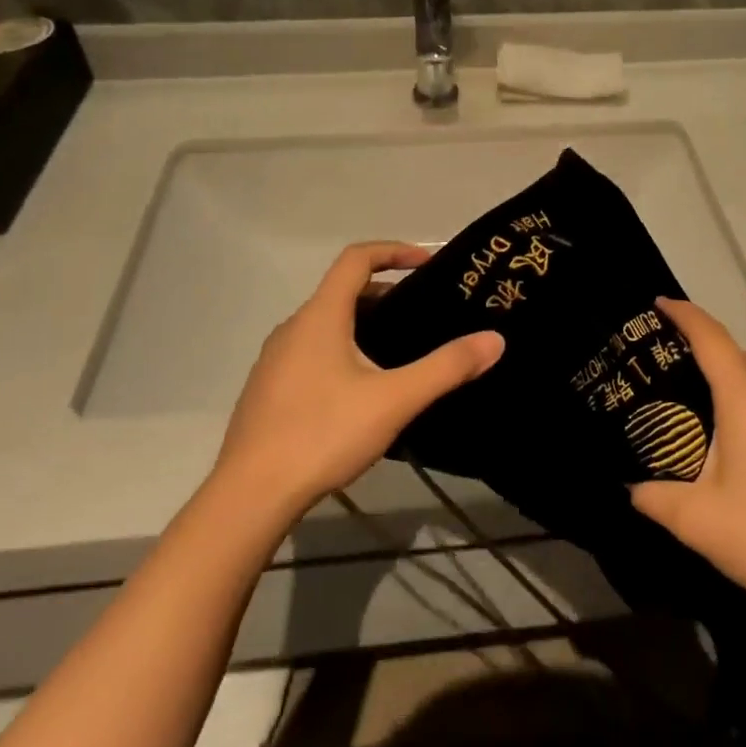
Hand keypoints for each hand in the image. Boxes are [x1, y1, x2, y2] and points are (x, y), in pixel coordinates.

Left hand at [212, 242, 504, 522]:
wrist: (250, 495)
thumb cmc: (323, 434)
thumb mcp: (395, 400)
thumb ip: (446, 367)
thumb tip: (495, 340)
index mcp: (320, 317)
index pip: (356, 259)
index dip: (393, 251)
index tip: (427, 262)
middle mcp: (292, 328)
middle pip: (341, 292)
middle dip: (385, 294)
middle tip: (421, 316)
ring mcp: (274, 360)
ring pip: (325, 325)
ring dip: (362, 325)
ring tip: (397, 354)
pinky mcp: (268, 390)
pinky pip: (311, 353)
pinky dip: (341, 351)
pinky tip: (360, 393)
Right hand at [629, 298, 745, 623]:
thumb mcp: (698, 522)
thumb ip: (656, 498)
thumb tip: (633, 488)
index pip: (713, 340)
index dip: (686, 316)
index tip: (661, 305)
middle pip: (744, 356)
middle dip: (712, 352)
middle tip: (679, 375)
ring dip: (740, 384)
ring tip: (712, 421)